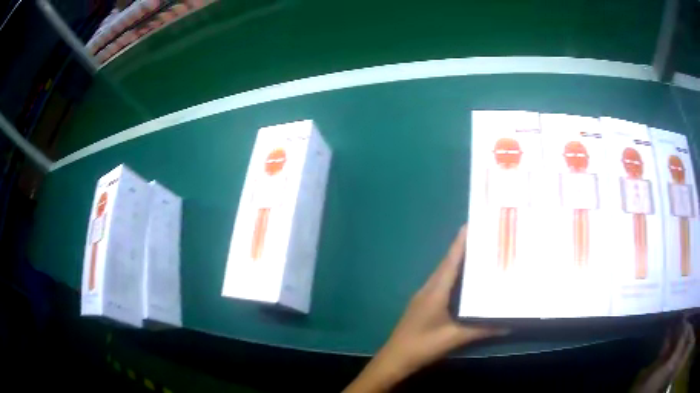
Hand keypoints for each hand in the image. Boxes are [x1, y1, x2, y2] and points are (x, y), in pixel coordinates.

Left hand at [344, 225, 508, 392]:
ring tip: (481, 256)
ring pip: (445, 274)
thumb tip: (509, 323)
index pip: (450, 260)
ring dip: (460, 263)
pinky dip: (455, 278)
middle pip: (449, 263)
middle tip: (486, 239)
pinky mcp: (424, 305)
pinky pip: (442, 284)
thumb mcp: (454, 338)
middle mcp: (429, 288)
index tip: (473, 223)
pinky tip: (466, 284)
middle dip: (465, 249)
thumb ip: (481, 330)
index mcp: (435, 290)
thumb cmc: (422, 346)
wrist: (394, 359)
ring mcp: (424, 296)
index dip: (461, 241)